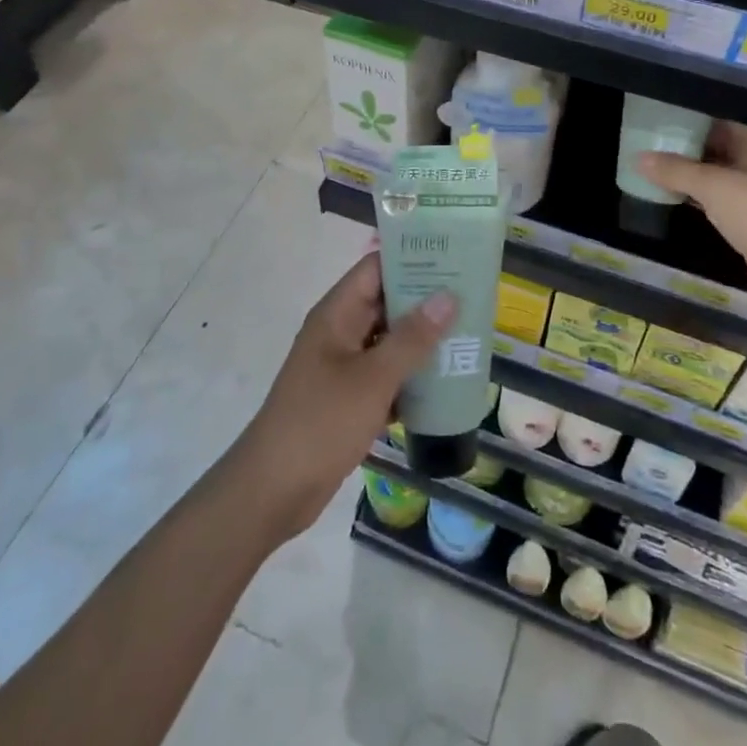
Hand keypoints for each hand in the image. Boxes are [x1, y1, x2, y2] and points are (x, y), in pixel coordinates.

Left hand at [228, 253, 452, 543]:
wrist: (273, 490)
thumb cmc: (321, 422)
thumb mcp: (372, 378)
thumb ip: (412, 338)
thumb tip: (449, 296)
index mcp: (337, 314)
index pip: (377, 267)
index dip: (412, 257)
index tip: (454, 255)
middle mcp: (340, 331)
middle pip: (387, 302)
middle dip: (426, 300)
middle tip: (473, 296)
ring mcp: (343, 365)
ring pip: (389, 340)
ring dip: (423, 339)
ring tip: (469, 334)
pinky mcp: (349, 397)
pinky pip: (386, 373)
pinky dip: (411, 375)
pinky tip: (446, 381)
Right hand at [638, 122, 746, 297]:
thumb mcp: (713, 187)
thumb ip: (675, 170)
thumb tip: (638, 158)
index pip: (725, 118)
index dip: (696, 114)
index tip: (665, 112)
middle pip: (722, 144)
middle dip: (690, 142)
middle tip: (653, 135)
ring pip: (720, 172)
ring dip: (692, 169)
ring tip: (655, 161)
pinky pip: (721, 196)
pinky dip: (699, 193)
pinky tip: (673, 192)